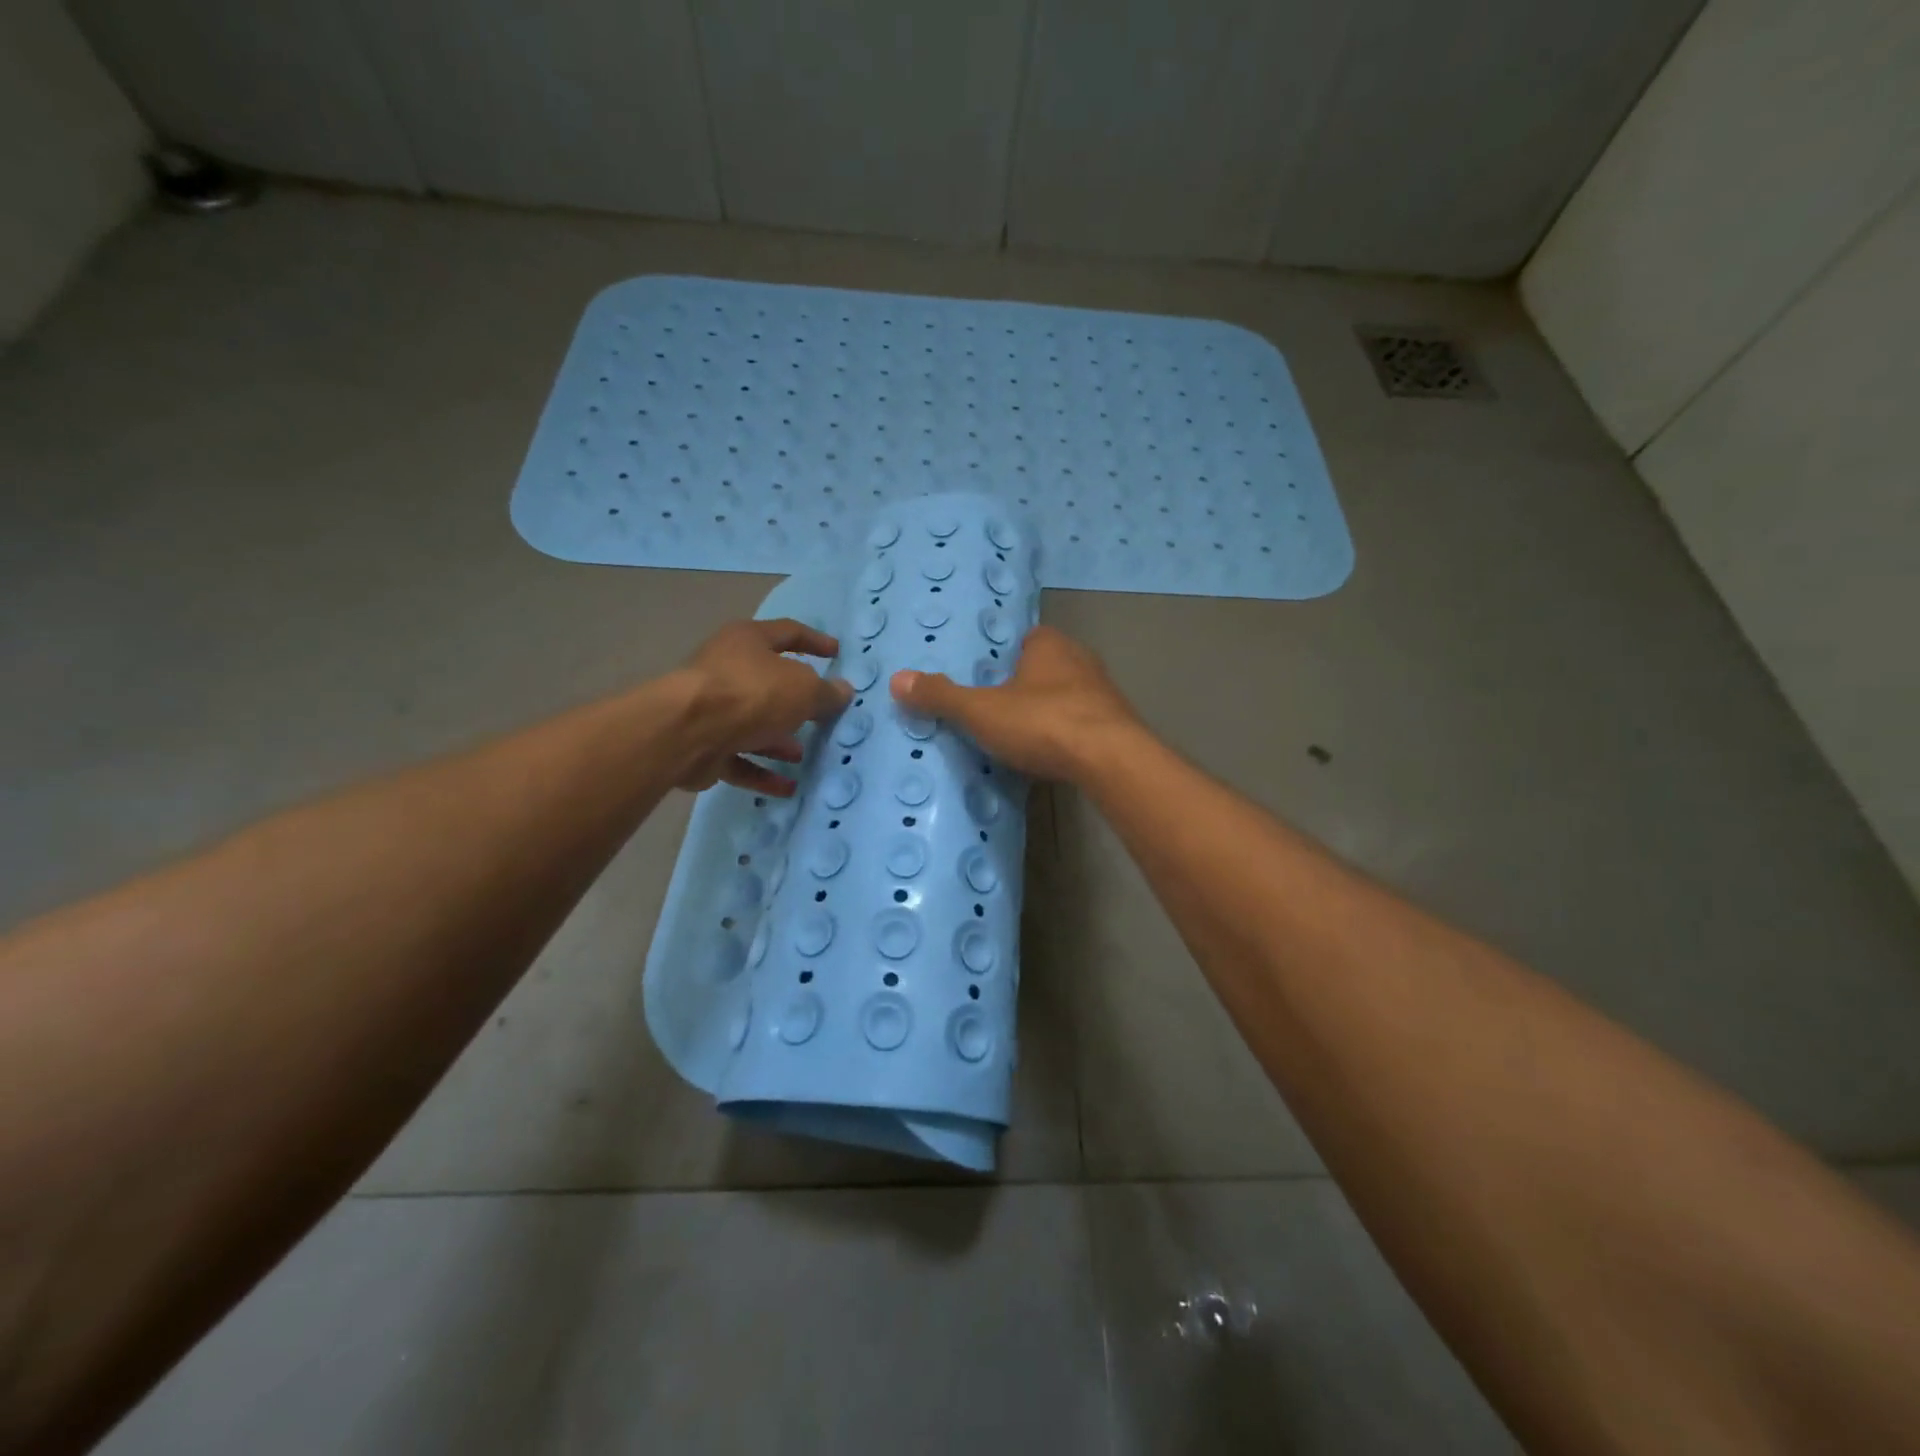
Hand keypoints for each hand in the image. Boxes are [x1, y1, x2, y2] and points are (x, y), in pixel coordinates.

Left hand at [675, 618, 851, 795]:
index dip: (815, 641)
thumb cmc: (751, 695)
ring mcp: (711, 709)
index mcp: (748, 641)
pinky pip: (740, 758)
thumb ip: (827, 693)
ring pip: (752, 724)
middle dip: (795, 701)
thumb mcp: (804, 690)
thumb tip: (843, 691)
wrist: (687, 733)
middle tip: (820, 715)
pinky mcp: (703, 745)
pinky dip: (763, 771)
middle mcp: (727, 669)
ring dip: (778, 740)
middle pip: (768, 682)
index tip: (836, 653)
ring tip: (803, 755)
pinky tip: (787, 787)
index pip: (788, 633)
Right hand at [888, 625, 1141, 781]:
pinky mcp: (1119, 726)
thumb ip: (941, 696)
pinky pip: (1086, 722)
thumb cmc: (1042, 722)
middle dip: (1027, 683)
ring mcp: (1104, 693)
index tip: (988, 677)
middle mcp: (1081, 660)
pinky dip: (1070, 734)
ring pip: (1069, 695)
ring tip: (1023, 734)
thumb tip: (897, 679)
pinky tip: (1054, 753)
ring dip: (1050, 709)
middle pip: (1048, 666)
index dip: (1007, 655)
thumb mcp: (981, 711)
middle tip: (999, 707)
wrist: (1110, 760)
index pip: (1027, 638)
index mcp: (1049, 645)